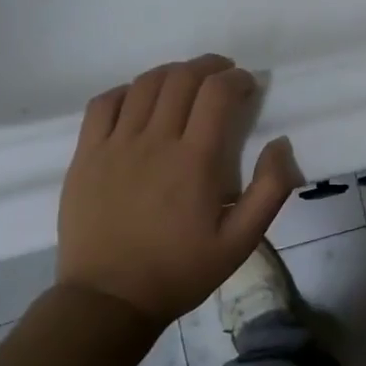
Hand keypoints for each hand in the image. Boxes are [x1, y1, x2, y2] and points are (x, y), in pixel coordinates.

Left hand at [57, 55, 303, 328]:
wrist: (109, 299)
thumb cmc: (181, 270)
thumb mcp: (242, 241)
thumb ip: (271, 190)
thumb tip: (281, 144)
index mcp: (195, 160)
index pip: (217, 93)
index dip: (237, 79)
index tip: (248, 85)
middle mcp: (154, 142)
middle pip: (181, 79)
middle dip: (208, 66)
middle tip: (223, 74)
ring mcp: (114, 146)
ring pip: (144, 85)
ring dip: (172, 73)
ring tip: (187, 80)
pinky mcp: (85, 156)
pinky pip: (103, 104)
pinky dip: (126, 90)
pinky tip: (139, 98)